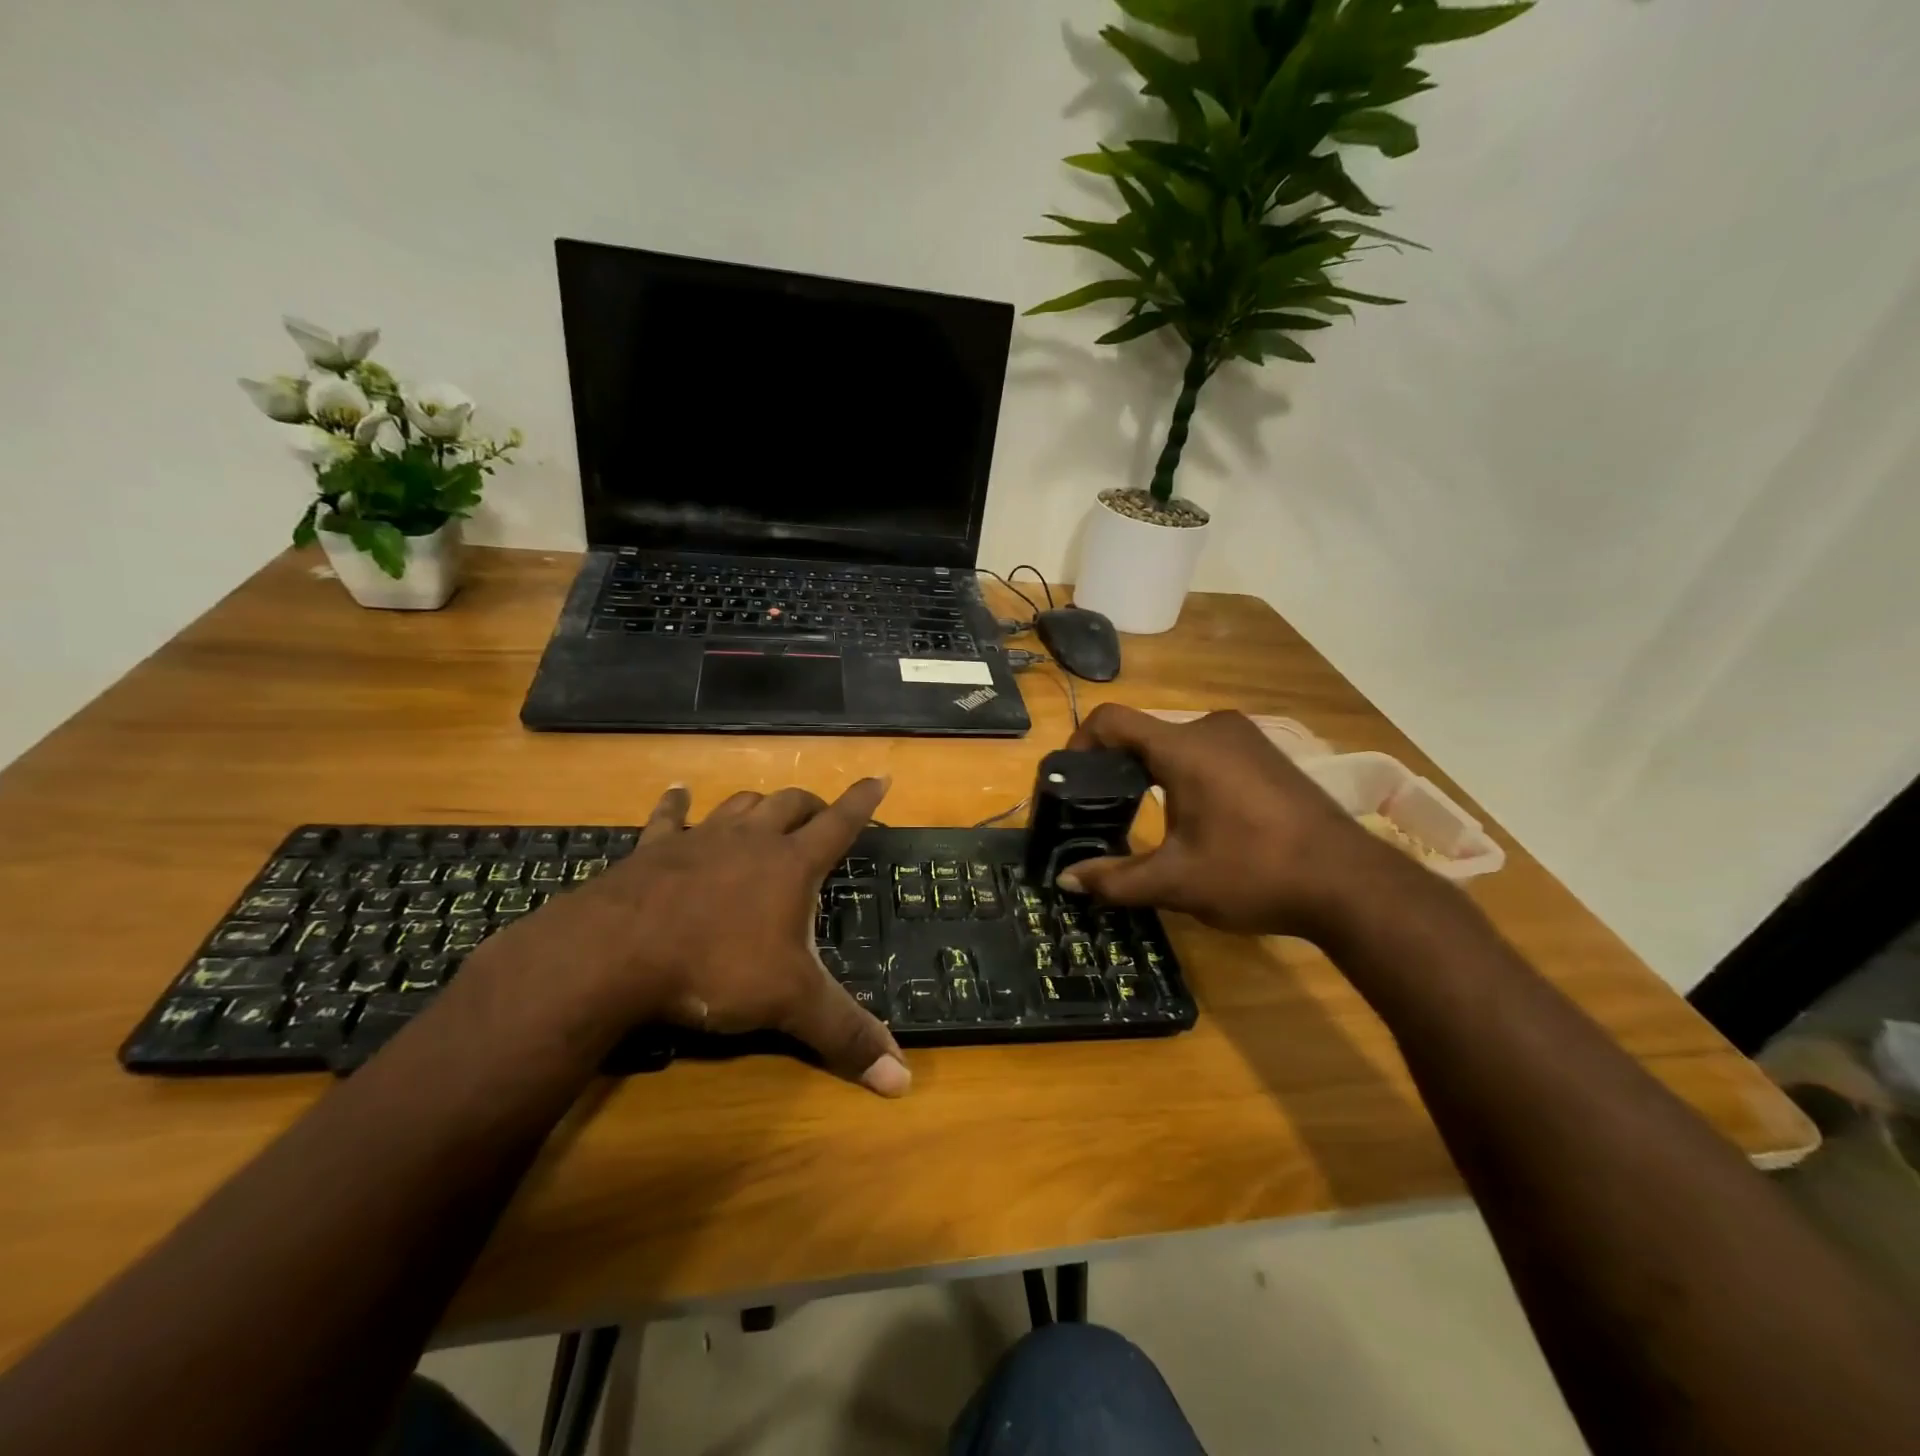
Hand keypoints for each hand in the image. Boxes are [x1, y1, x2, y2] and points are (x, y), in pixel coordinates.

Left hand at [487, 778, 909, 1095]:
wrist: (614, 955)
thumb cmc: (714, 969)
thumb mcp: (789, 1005)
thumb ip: (846, 1037)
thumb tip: (904, 1081)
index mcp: (791, 865)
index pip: (840, 823)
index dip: (863, 801)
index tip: (880, 776)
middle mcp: (751, 840)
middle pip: (790, 804)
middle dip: (811, 804)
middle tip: (820, 814)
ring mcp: (700, 839)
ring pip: (740, 804)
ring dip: (758, 804)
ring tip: (766, 809)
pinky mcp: (653, 849)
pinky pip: (669, 816)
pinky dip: (676, 803)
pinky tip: (677, 792)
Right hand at [1055, 706, 1402, 938]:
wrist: (1351, 884)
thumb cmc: (1253, 873)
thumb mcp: (1176, 882)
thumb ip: (1115, 879)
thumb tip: (1064, 880)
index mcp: (1183, 747)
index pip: (1111, 720)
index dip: (1080, 743)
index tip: (1071, 780)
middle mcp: (1212, 728)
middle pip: (1144, 733)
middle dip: (1116, 767)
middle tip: (1103, 809)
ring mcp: (1245, 738)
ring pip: (1177, 743)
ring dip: (1153, 772)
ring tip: (1146, 817)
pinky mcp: (1268, 754)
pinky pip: (1209, 751)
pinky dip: (1187, 774)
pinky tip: (1198, 817)